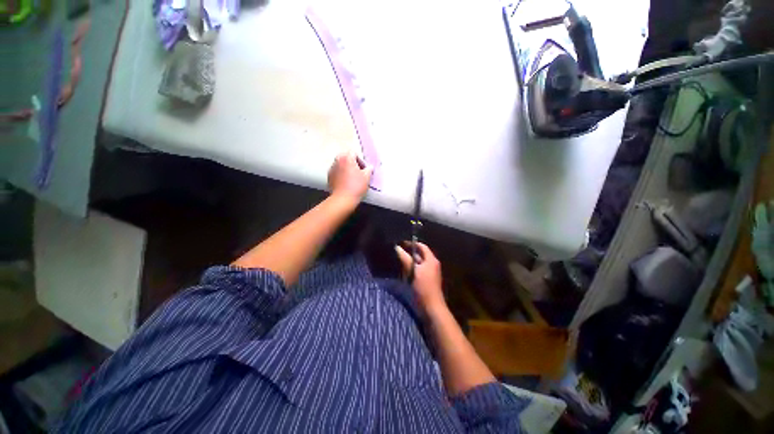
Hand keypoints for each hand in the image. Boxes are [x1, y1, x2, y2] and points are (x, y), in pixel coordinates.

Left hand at [328, 152, 372, 204]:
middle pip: (346, 157)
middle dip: (352, 163)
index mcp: (347, 158)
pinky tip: (346, 183)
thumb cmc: (356, 187)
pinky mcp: (329, 177)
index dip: (360, 161)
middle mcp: (337, 161)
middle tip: (358, 173)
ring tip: (352, 179)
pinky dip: (341, 175)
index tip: (363, 169)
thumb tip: (369, 167)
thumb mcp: (367, 177)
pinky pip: (336, 172)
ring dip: (346, 169)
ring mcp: (332, 169)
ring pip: (340, 165)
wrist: (343, 199)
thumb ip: (369, 169)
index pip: (354, 153)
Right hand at [395, 242, 444, 311]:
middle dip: (409, 252)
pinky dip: (412, 267)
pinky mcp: (427, 279)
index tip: (401, 243)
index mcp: (431, 260)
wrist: (431, 308)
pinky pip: (418, 269)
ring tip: (399, 258)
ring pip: (418, 262)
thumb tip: (397, 248)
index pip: (422, 246)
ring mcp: (430, 272)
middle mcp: (432, 264)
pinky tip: (404, 269)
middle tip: (398, 250)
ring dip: (410, 260)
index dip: (412, 243)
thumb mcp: (413, 272)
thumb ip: (405, 259)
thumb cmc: (423, 288)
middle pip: (420, 254)